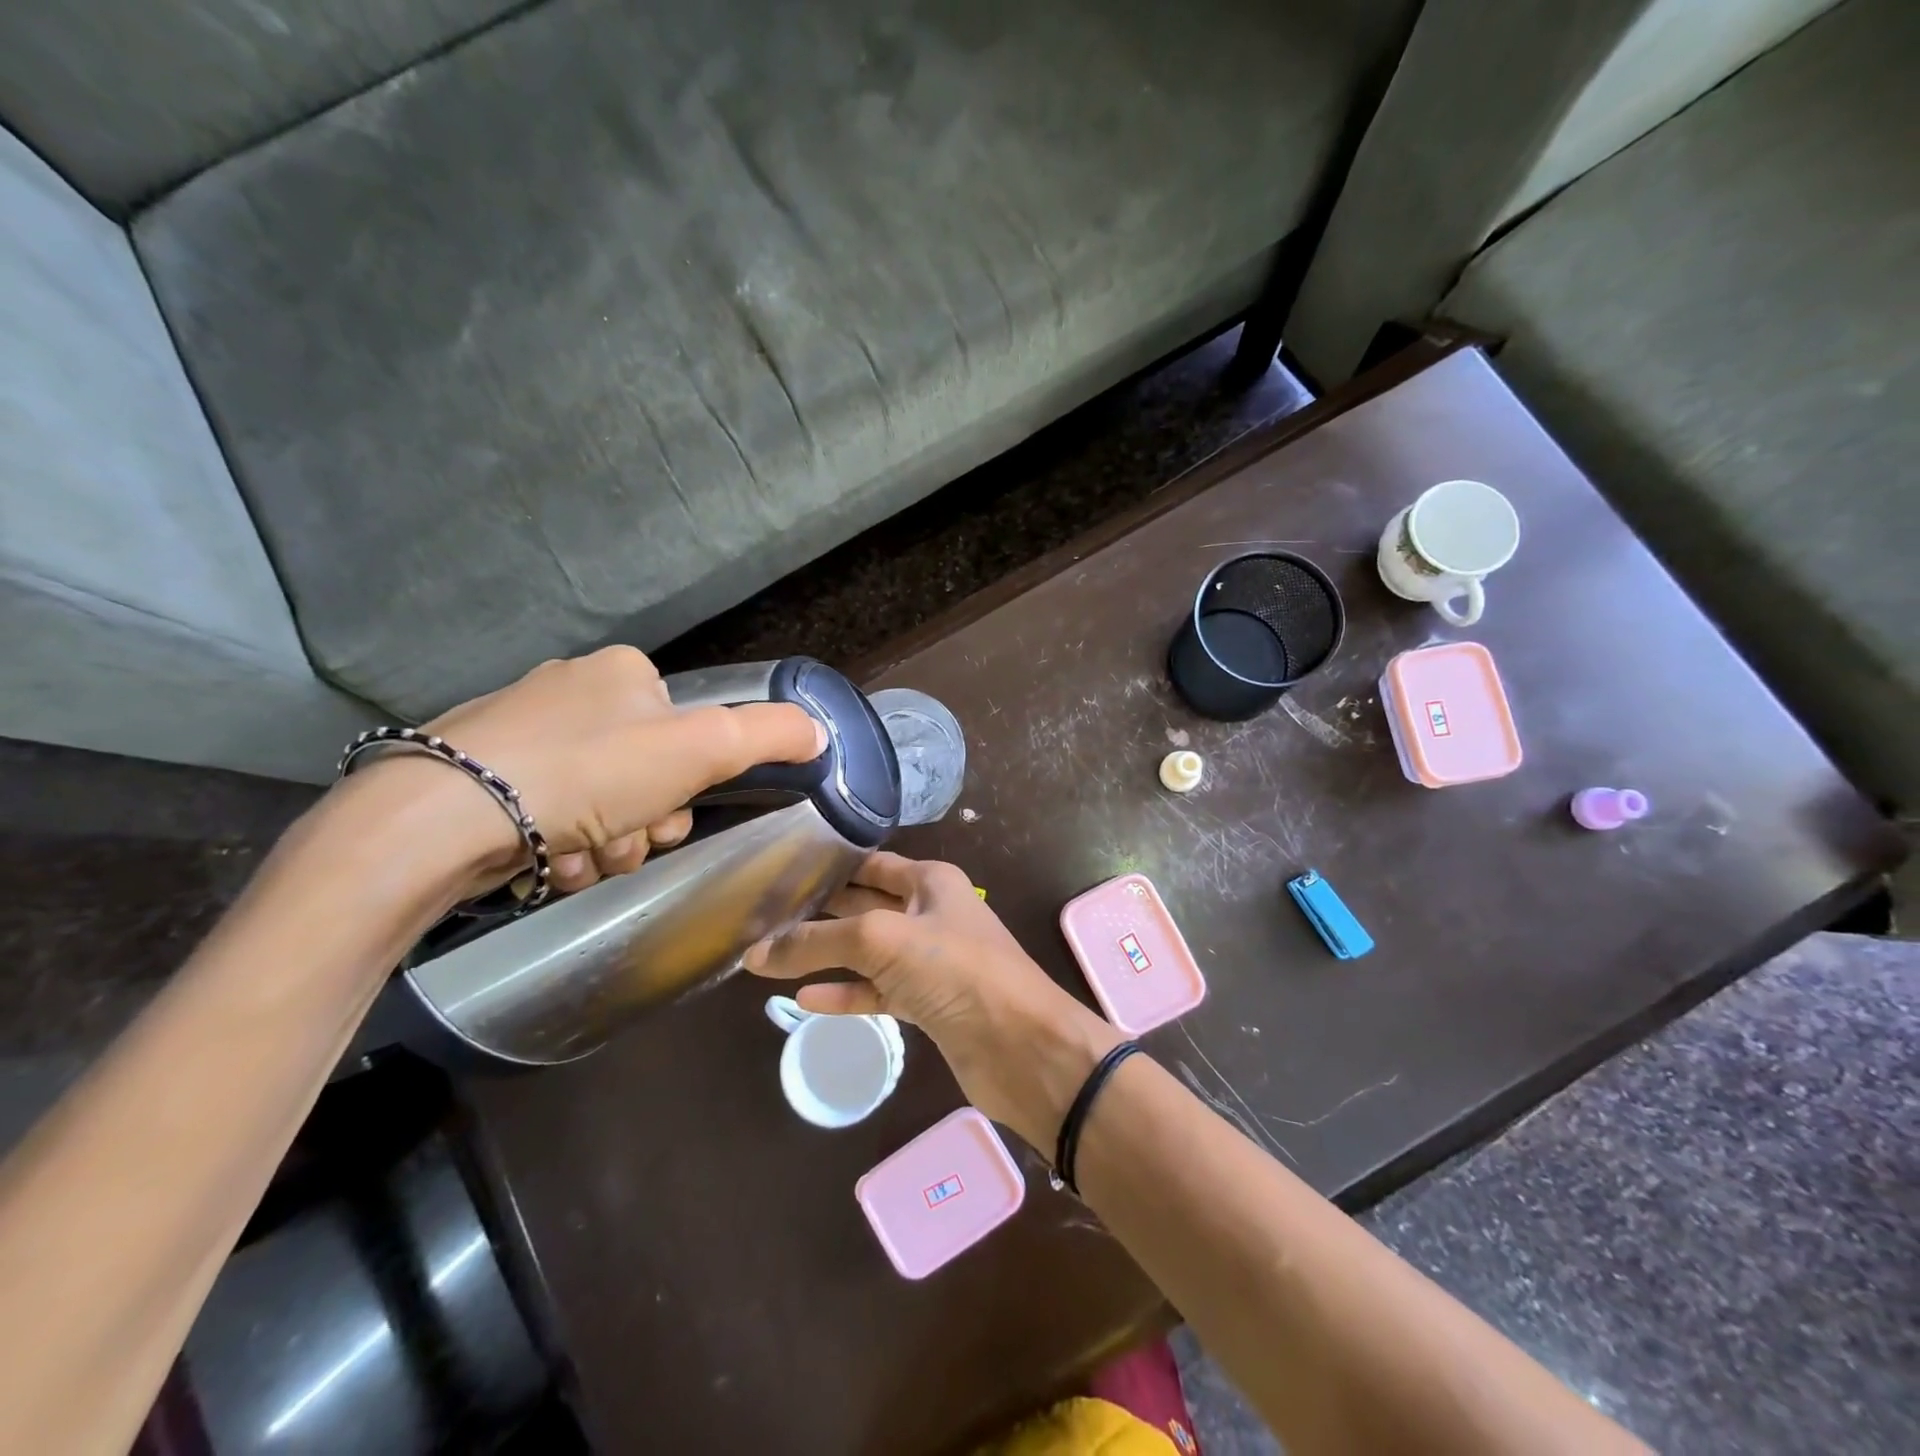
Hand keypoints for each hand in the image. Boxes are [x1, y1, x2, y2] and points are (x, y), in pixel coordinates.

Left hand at [338, 646, 825, 896]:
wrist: (443, 816)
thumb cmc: (588, 773)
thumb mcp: (700, 749)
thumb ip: (768, 735)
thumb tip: (819, 730)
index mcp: (624, 672)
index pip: (687, 732)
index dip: (690, 785)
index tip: (671, 815)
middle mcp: (572, 690)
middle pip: (645, 773)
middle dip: (644, 823)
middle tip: (626, 843)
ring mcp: (520, 730)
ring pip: (600, 802)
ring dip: (606, 844)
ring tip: (577, 859)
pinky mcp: (479, 773)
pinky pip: (550, 814)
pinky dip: (559, 847)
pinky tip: (545, 862)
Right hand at [742, 853, 1120, 1147]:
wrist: (1022, 1046)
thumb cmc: (956, 970)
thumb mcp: (882, 940)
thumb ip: (818, 942)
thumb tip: (755, 952)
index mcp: (930, 880)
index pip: (869, 864)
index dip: (827, 867)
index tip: (777, 875)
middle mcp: (930, 912)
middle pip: (864, 905)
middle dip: (819, 912)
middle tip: (762, 918)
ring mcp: (930, 961)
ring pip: (868, 951)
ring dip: (826, 955)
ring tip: (770, 958)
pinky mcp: (928, 1004)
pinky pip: (877, 991)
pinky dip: (845, 994)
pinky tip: (804, 1000)